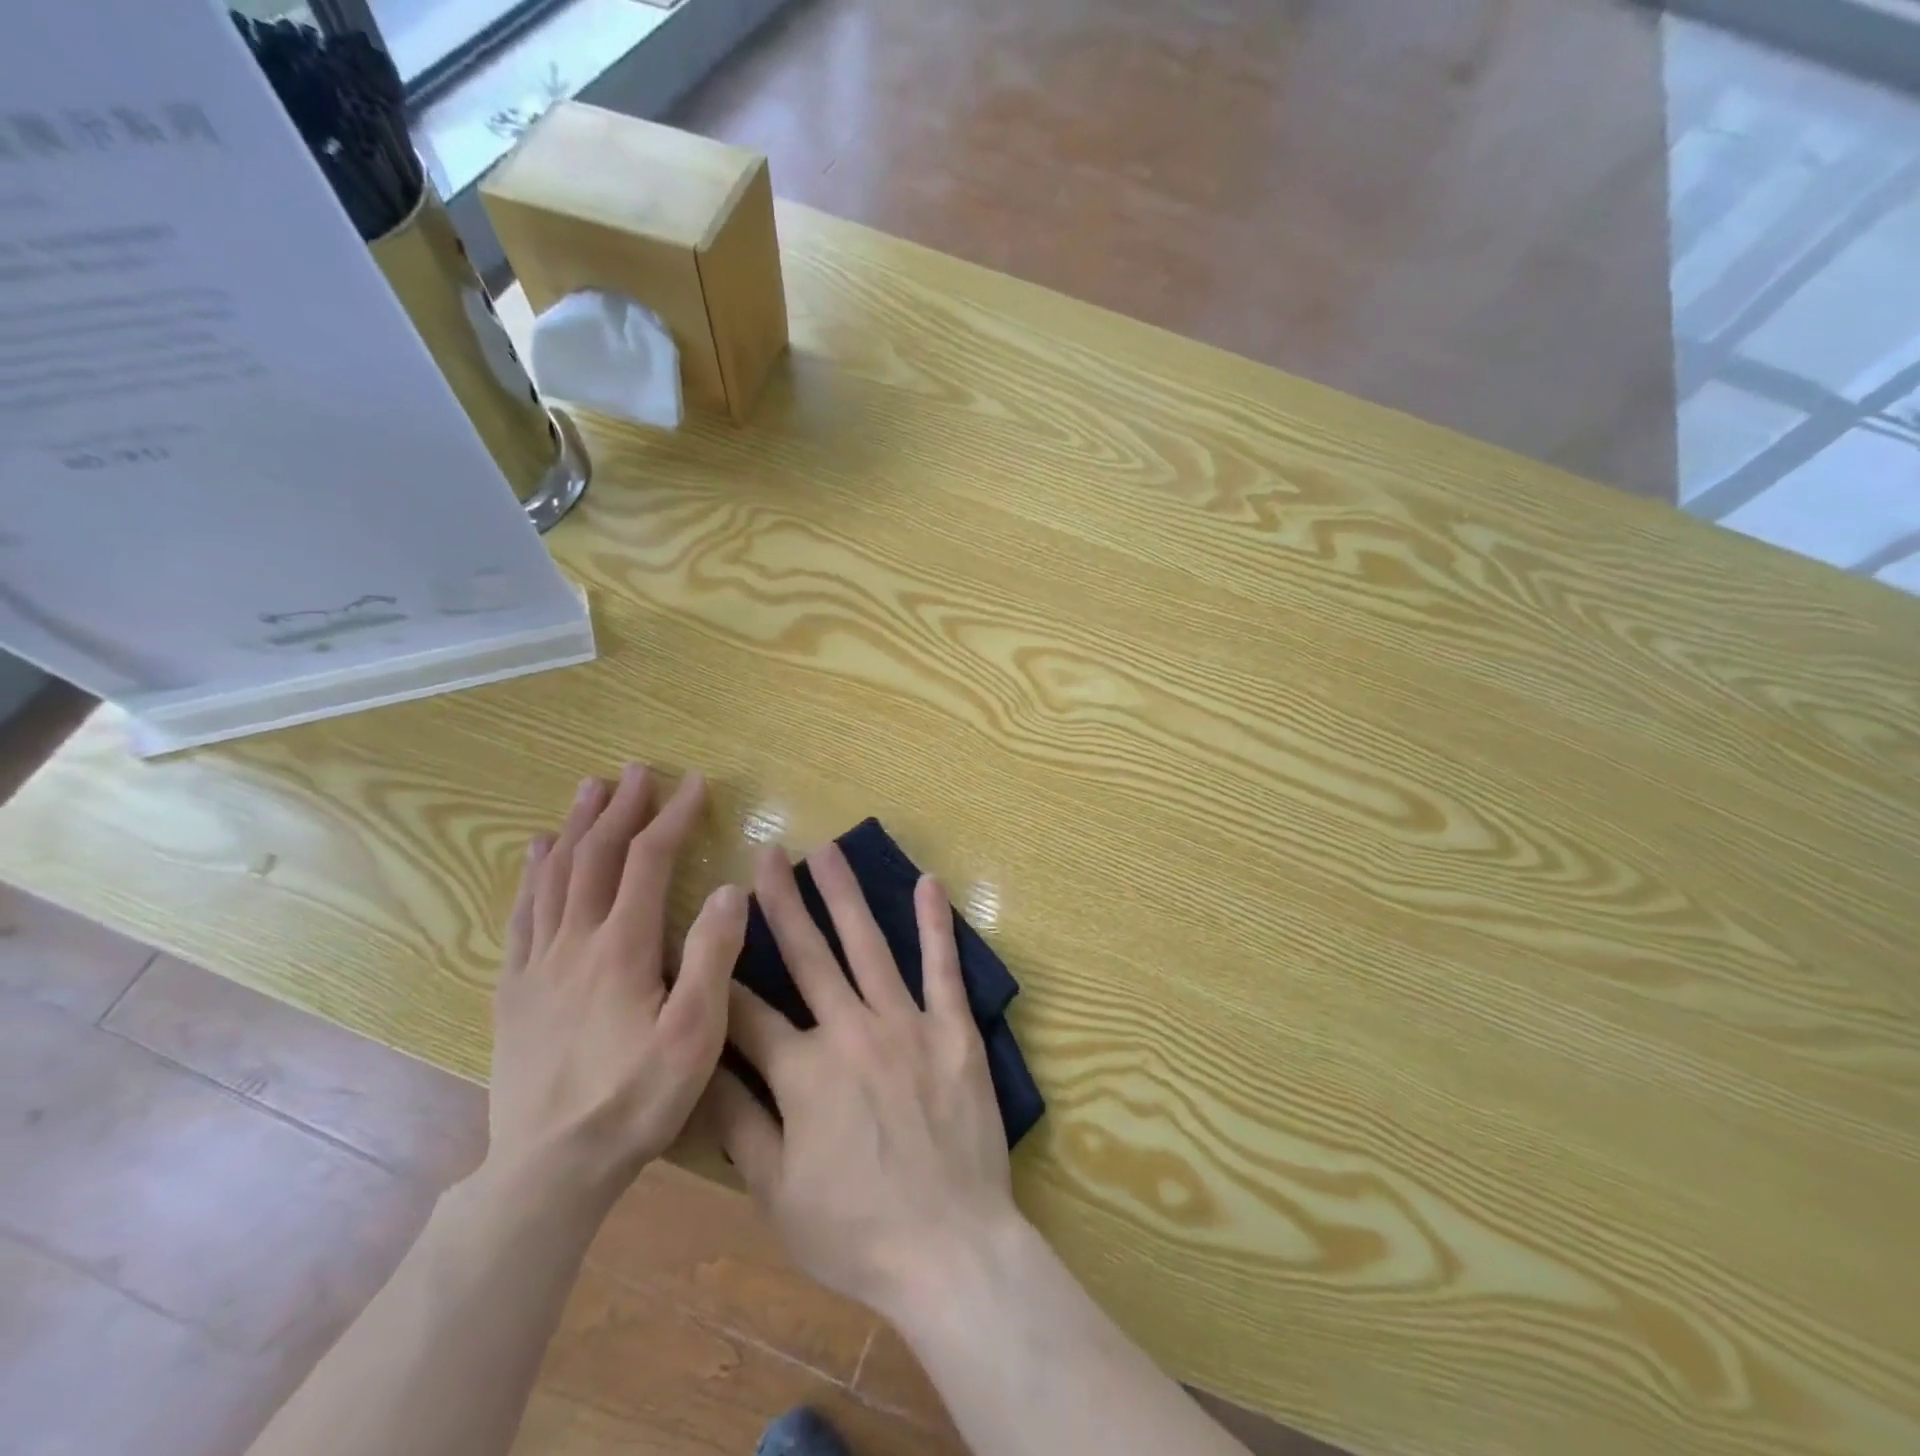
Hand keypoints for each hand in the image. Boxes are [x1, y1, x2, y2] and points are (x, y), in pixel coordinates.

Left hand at [488, 764, 747, 1202]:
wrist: (548, 1171)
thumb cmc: (634, 1101)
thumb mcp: (694, 1036)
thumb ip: (713, 958)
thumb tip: (730, 889)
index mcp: (622, 949)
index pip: (648, 862)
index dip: (672, 818)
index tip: (695, 784)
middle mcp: (575, 942)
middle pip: (597, 857)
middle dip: (620, 808)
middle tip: (636, 770)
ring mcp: (538, 964)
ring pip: (555, 877)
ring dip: (576, 827)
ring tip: (589, 790)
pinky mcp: (514, 990)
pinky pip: (522, 915)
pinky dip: (532, 875)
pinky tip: (536, 853)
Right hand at [700, 843, 1019, 1323]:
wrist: (951, 1249)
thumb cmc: (858, 1232)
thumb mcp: (778, 1194)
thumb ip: (739, 1125)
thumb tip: (699, 1069)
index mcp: (802, 1072)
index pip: (746, 1011)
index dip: (717, 973)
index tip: (701, 932)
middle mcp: (851, 1031)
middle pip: (807, 956)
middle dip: (780, 903)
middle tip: (766, 854)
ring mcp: (907, 1023)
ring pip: (868, 946)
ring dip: (845, 895)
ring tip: (827, 850)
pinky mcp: (953, 1029)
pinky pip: (943, 967)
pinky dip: (935, 924)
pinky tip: (928, 883)